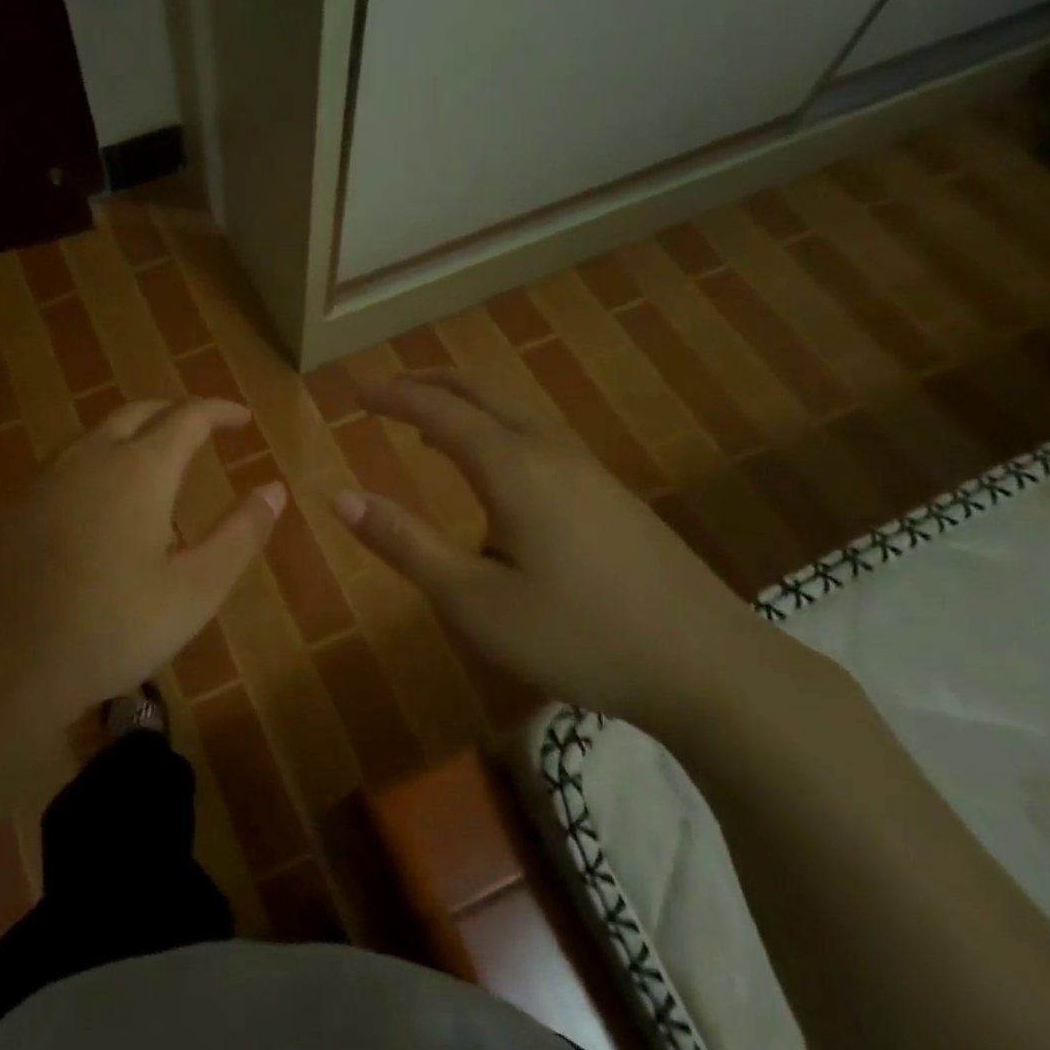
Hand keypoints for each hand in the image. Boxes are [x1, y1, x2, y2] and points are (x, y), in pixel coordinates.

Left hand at [0, 398, 283, 750]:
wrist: (4, 664)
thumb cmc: (113, 627)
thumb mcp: (196, 589)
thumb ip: (240, 534)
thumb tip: (274, 488)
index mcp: (141, 469)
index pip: (188, 416)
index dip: (220, 411)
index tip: (242, 420)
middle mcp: (90, 456)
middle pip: (138, 412)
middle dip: (175, 413)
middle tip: (201, 432)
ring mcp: (44, 478)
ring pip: (95, 435)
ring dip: (132, 437)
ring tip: (153, 466)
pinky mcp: (12, 505)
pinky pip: (63, 467)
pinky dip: (95, 467)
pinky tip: (95, 507)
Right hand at [332, 372, 783, 730]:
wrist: (709, 666)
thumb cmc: (577, 636)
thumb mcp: (472, 601)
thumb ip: (405, 544)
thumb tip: (340, 498)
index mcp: (513, 468)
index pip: (439, 411)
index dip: (393, 397)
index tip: (354, 395)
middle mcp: (550, 452)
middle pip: (482, 392)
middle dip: (428, 383)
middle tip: (386, 392)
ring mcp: (588, 470)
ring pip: (514, 411)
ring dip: (464, 404)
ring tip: (426, 424)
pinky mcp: (610, 494)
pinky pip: (537, 436)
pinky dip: (495, 428)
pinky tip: (493, 469)